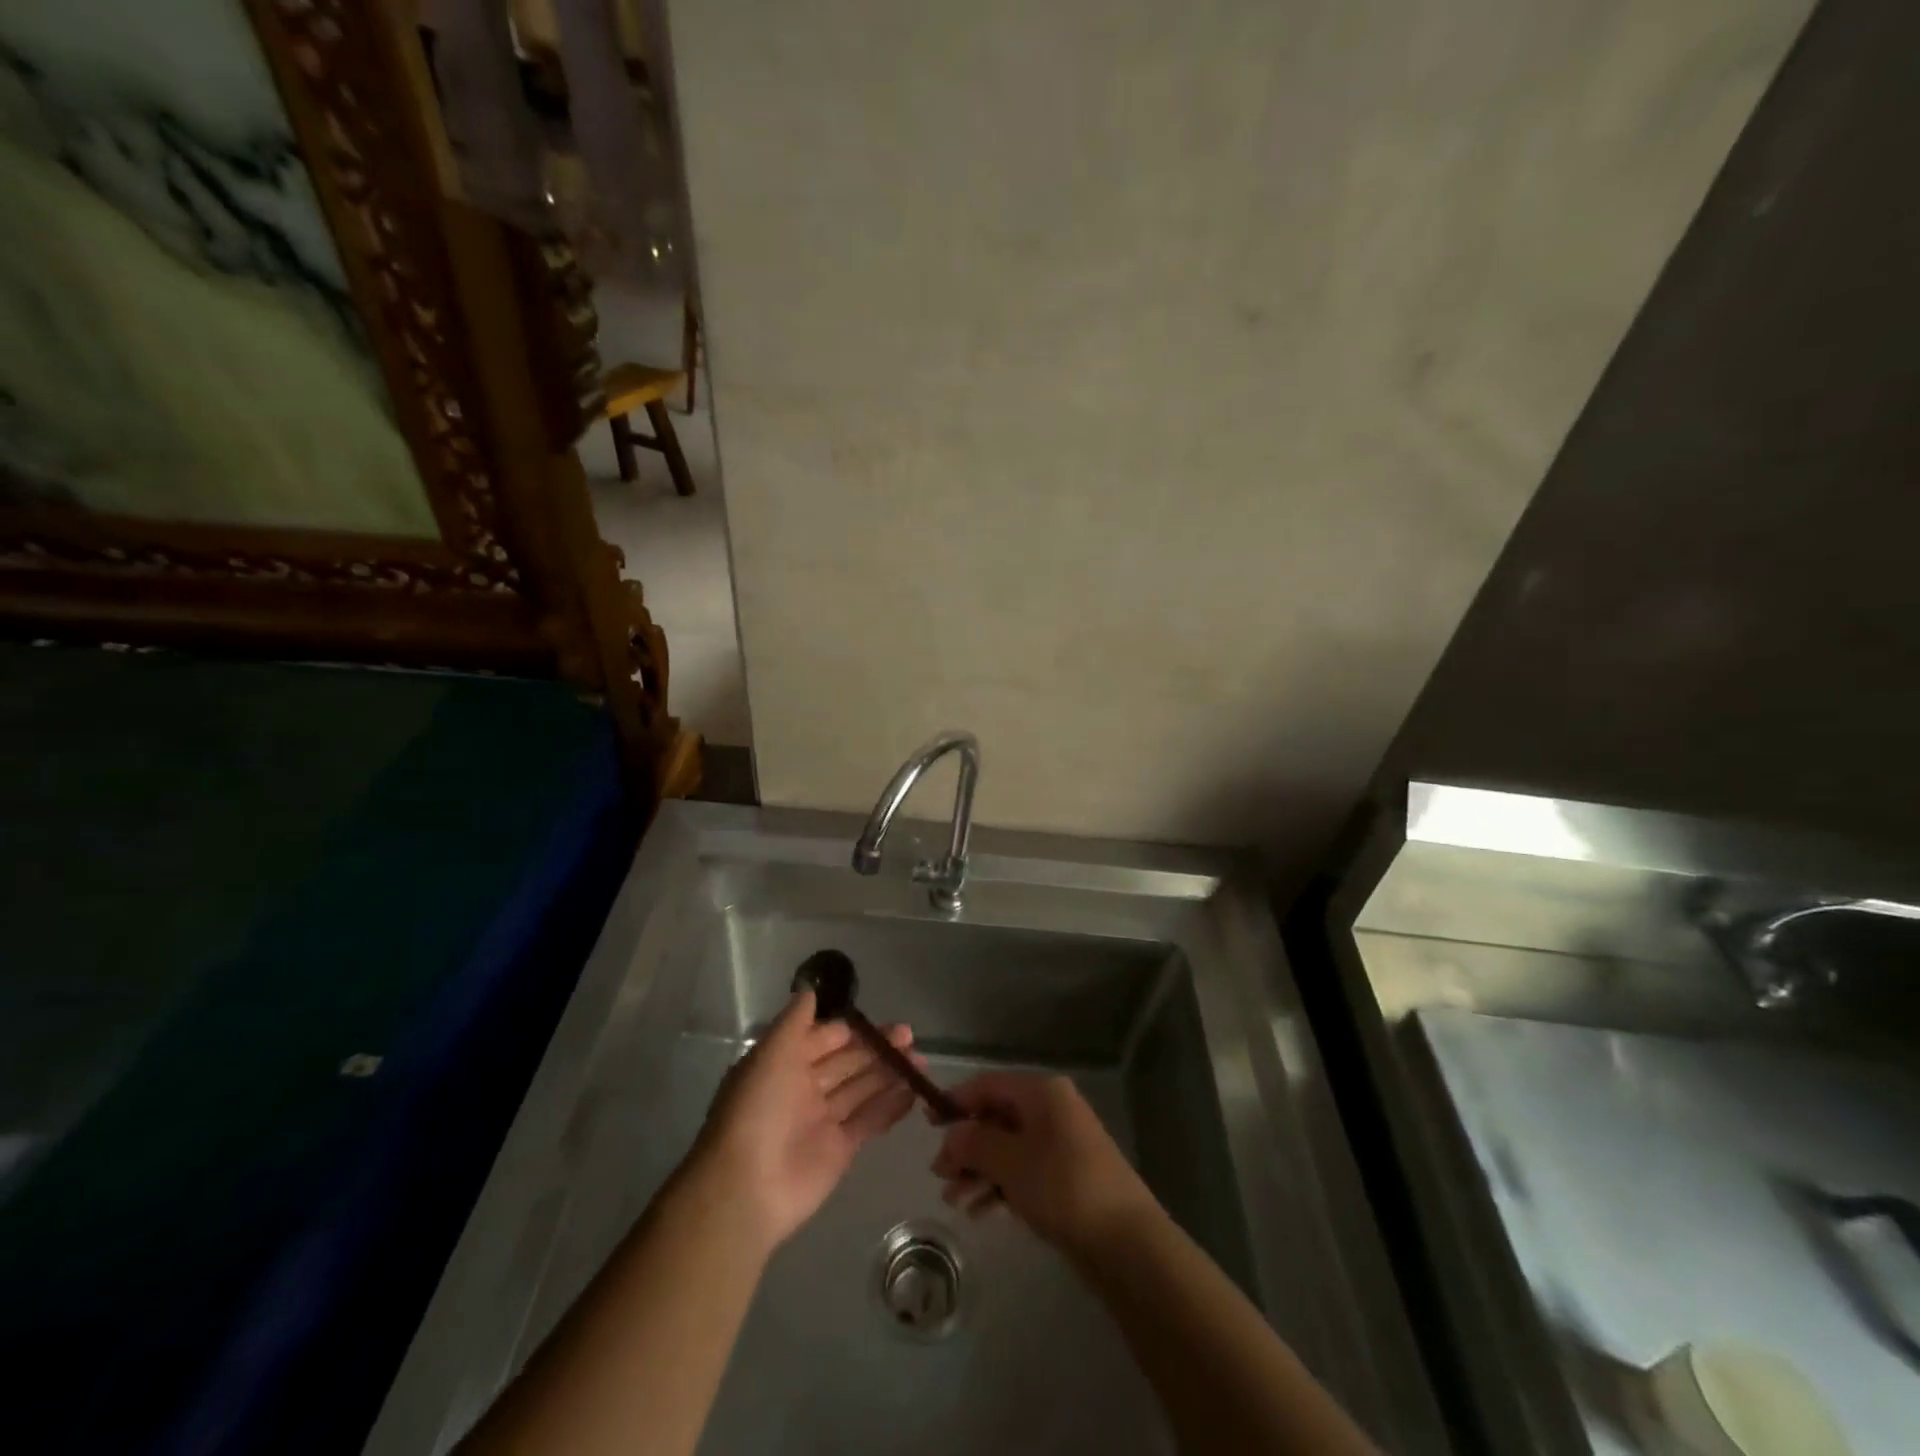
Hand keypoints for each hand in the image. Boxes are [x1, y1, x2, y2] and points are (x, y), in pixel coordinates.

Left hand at [687, 989, 919, 1253]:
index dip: (851, 1029)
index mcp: (784, 1064)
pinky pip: (869, 1120)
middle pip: (847, 1062)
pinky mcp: (840, 1149)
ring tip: (920, 1061)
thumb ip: (795, 1021)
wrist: (747, 1187)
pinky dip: (891, 1106)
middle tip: (909, 1036)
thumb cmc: (758, 1109)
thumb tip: (810, 988)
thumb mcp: (772, 1053)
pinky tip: (914, 1091)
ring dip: (889, 1073)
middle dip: (876, 1048)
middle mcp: (804, 1089)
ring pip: (861, 1088)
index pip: (824, 1039)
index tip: (879, 1021)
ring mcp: (823, 1120)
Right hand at [930, 1073, 1156, 1253]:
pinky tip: (979, 1212)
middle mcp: (1052, 1111)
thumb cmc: (1063, 1186)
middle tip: (939, 1174)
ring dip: (978, 1171)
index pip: (989, 1085)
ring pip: (1008, 1149)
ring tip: (953, 1200)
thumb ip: (974, 1143)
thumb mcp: (1010, 1162)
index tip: (928, 1125)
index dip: (957, 1101)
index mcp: (1042, 1093)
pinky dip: (1000, 1187)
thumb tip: (950, 1135)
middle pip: (997, 1118)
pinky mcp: (1066, 1177)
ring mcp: (1061, 1145)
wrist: (1125, 1242)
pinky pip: (1023, 1172)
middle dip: (966, 1145)